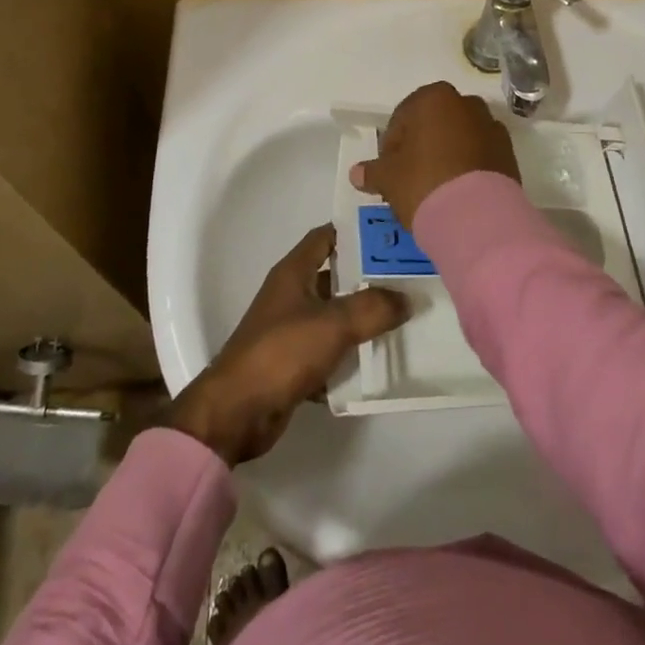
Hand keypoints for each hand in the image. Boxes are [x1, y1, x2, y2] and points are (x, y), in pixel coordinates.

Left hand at [165, 226, 408, 464]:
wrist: (237, 412)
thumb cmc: (282, 352)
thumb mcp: (333, 324)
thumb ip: (373, 308)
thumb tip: (407, 299)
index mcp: (293, 272)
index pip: (326, 236)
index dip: (356, 232)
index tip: (390, 234)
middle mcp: (290, 295)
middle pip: (335, 276)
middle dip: (368, 277)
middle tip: (407, 278)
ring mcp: (290, 329)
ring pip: (333, 315)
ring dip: (361, 317)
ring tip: (401, 317)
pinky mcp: (292, 363)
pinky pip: (328, 350)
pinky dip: (349, 354)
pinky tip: (377, 360)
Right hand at [349, 80, 519, 231]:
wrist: (477, 217)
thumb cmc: (424, 183)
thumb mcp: (388, 178)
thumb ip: (372, 171)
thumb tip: (357, 173)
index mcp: (434, 98)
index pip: (403, 117)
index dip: (392, 145)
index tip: (389, 170)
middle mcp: (466, 104)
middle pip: (434, 124)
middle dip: (422, 146)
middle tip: (410, 178)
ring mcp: (492, 127)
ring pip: (460, 138)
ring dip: (447, 155)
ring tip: (436, 188)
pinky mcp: (508, 153)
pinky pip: (480, 155)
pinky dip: (469, 168)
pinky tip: (458, 193)